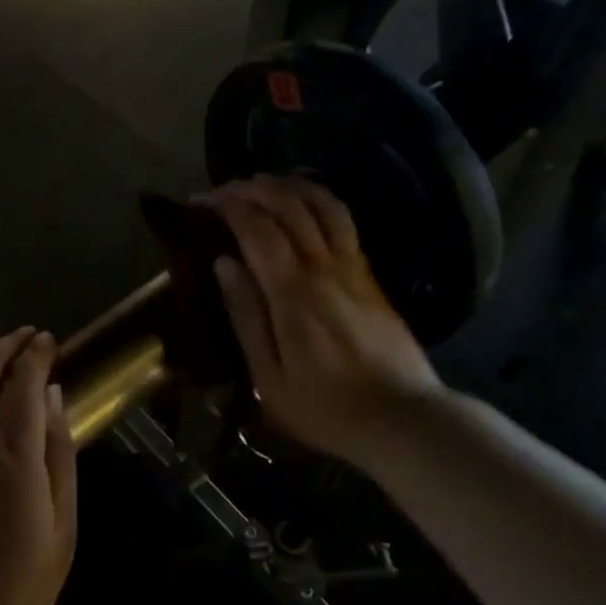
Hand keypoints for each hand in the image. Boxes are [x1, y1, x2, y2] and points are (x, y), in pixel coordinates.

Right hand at [206, 176, 442, 469]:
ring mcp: (353, 267)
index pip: (257, 227)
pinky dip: (317, 200)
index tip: (200, 202)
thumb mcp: (270, 377)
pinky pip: (343, 221)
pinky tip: (303, 204)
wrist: (404, 420)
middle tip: (224, 192)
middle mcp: (324, 267)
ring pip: (323, 204)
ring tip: (261, 184)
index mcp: (293, 291)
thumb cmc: (327, 408)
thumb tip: (223, 263)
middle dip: (252, 188)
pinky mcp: (371, 276)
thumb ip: (246, 315)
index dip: (226, 206)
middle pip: (290, 204)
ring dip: (289, 185)